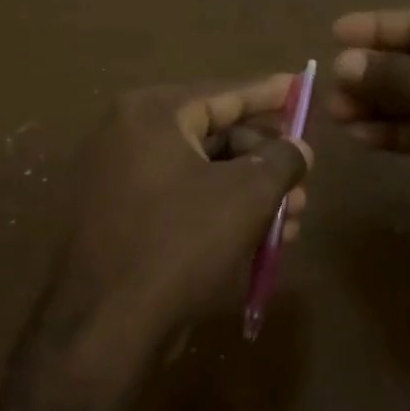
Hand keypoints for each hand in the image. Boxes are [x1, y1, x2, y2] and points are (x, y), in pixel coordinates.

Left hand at [43, 76, 311, 358]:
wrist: (106, 325)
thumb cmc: (181, 245)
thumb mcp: (247, 196)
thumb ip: (281, 160)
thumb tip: (298, 148)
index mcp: (152, 114)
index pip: (224, 93)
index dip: (269, 93)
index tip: (300, 85)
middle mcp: (127, 136)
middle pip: (214, 136)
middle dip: (265, 162)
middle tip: (304, 183)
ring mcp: (117, 179)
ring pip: (201, 174)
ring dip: (250, 194)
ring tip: (292, 220)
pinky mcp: (118, 219)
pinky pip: (180, 201)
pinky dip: (219, 212)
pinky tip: (258, 239)